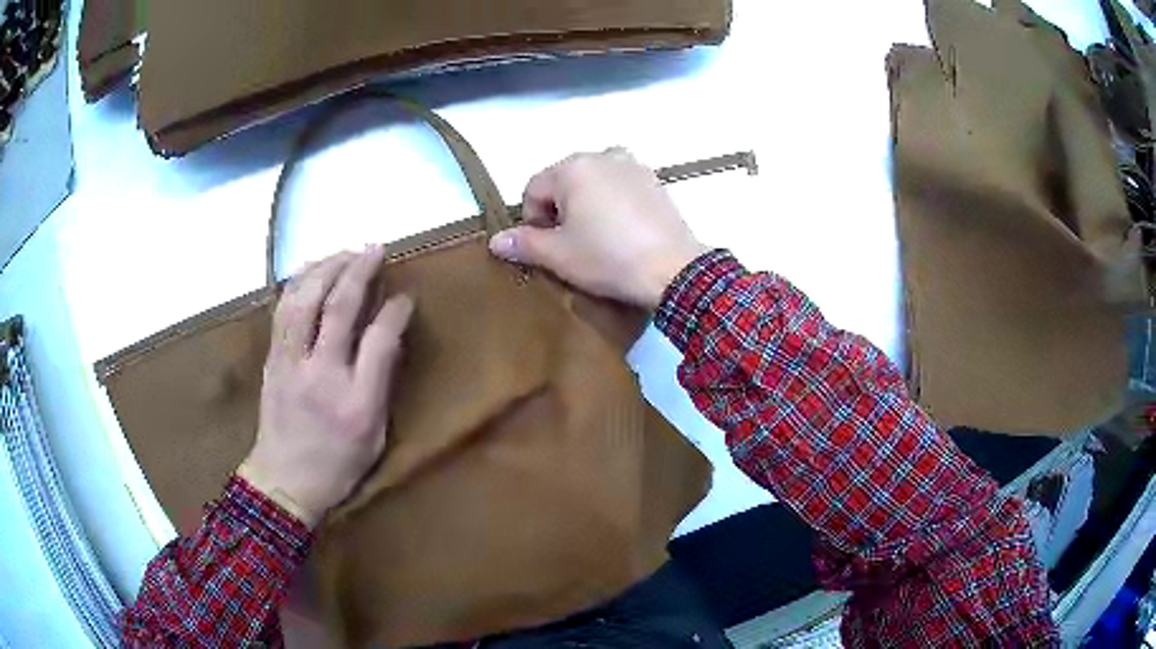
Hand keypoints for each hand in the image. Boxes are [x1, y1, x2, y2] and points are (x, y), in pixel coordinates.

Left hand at [238, 248, 413, 527]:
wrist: (283, 481)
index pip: (378, 342)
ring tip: (344, 251)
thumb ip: (382, 383)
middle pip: (337, 309)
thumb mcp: (374, 436)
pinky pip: (283, 310)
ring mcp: (290, 363)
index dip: (394, 312)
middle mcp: (320, 374)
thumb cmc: (336, 465)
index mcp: (354, 401)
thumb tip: (391, 335)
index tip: (406, 295)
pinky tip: (310, 270)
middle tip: (375, 248)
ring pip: (304, 301)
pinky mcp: (273, 359)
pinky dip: (298, 283)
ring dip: (326, 268)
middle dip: (358, 271)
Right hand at [488, 148, 708, 308]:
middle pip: (563, 182)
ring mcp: (633, 165)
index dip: (532, 220)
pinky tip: (622, 232)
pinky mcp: (655, 181)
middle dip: (559, 211)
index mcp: (573, 167)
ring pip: (593, 183)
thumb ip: (524, 243)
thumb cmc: (608, 258)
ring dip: (586, 205)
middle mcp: (602, 155)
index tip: (546, 247)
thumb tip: (495, 241)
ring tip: (597, 238)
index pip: (533, 189)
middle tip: (571, 245)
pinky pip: (620, 187)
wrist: (674, 269)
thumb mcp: (559, 255)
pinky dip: (612, 203)